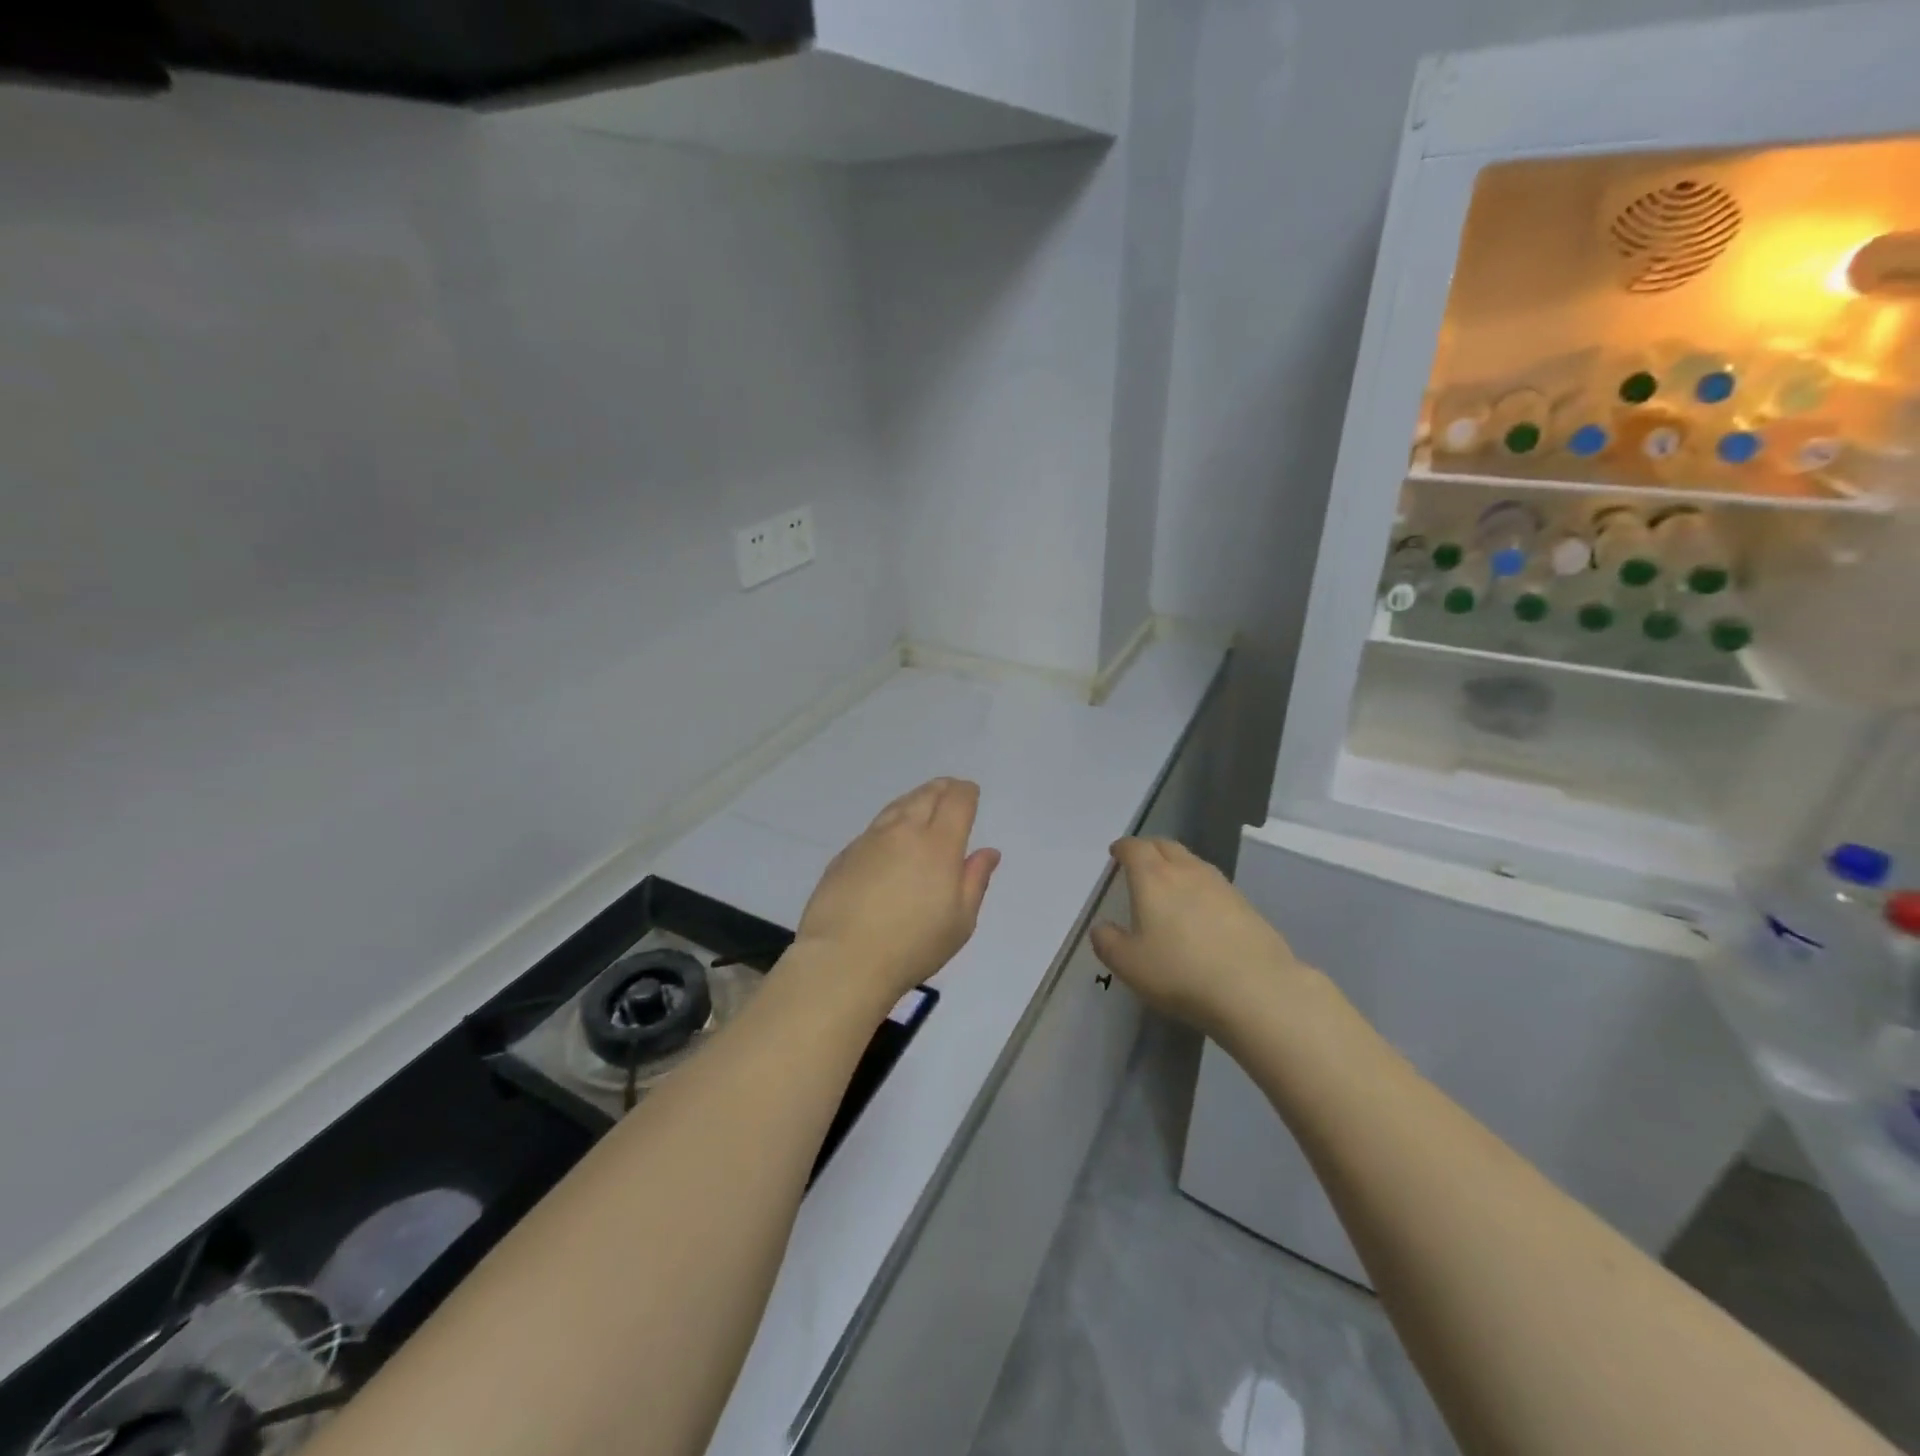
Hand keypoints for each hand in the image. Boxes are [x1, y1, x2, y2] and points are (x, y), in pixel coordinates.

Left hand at [794, 778, 1000, 1003]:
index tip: (970, 792)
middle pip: (926, 795)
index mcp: (939, 845)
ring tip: (922, 802)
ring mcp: (870, 840)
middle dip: (942, 788)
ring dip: (915, 799)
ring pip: (898, 806)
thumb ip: (975, 881)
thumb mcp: (960, 921)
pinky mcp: (845, 854)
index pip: (956, 802)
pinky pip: (875, 826)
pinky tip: (890, 835)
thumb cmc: (912, 945)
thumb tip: (988, 852)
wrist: (843, 959)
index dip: (966, 792)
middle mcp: (904, 831)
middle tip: (949, 789)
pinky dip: (891, 821)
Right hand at [1090, 838, 1309, 1035]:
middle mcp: (1186, 871)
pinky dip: (1199, 886)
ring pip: (1192, 861)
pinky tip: (1200, 910)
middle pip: (1165, 845)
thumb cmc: (1181, 972)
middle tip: (1139, 863)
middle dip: (1149, 849)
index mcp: (1153, 878)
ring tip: (1169, 884)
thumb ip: (1108, 942)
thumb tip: (1101, 927)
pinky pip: (1213, 883)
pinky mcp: (1245, 904)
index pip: (1135, 848)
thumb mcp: (1129, 965)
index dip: (1123, 848)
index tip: (1116, 854)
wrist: (1255, 989)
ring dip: (1176, 865)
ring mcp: (1220, 885)